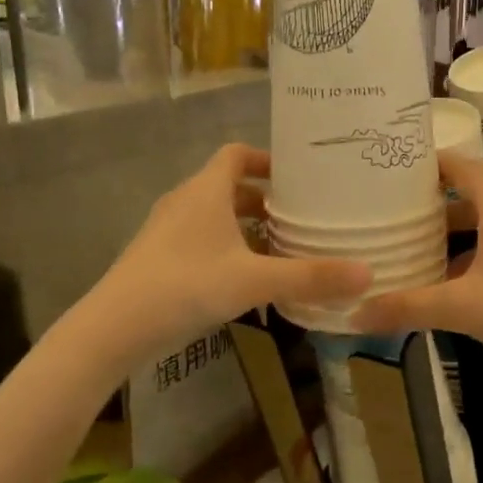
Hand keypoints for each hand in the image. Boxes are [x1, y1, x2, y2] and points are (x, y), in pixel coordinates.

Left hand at [90, 145, 370, 357]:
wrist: (113, 328)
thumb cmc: (185, 286)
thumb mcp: (254, 281)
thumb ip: (310, 277)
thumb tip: (368, 274)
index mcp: (205, 191)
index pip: (236, 154)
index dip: (267, 160)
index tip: (298, 177)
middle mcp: (185, 202)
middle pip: (229, 187)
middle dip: (265, 200)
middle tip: (301, 217)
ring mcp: (167, 231)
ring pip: (215, 217)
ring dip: (246, 227)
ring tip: (281, 248)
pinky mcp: (159, 259)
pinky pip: (201, 241)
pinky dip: (228, 249)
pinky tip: (247, 279)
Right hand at [353, 152, 482, 377]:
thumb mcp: (462, 309)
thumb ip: (408, 308)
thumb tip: (355, 315)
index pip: (460, 167)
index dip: (429, 167)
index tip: (397, 175)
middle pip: (477, 196)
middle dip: (441, 212)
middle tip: (403, 227)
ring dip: (467, 237)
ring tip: (433, 260)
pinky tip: (476, 285)